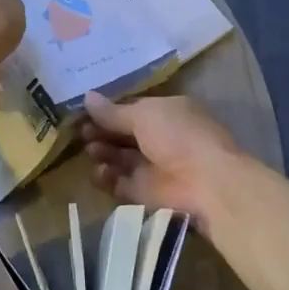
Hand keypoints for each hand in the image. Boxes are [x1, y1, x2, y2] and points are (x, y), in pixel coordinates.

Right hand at [79, 91, 242, 227]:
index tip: (81, 113)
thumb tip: (86, 97)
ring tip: (93, 151)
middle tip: (82, 133)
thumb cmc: (178, 136)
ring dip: (103, 154)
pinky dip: (108, 178)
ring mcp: (152, 166)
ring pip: (118, 159)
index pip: (129, 110)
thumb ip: (113, 112)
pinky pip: (119, 183)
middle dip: (101, 133)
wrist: (206, 182)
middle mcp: (158, 138)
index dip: (106, 112)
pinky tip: (101, 172)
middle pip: (121, 135)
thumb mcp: (144, 115)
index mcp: (164, 113)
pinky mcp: (145, 192)